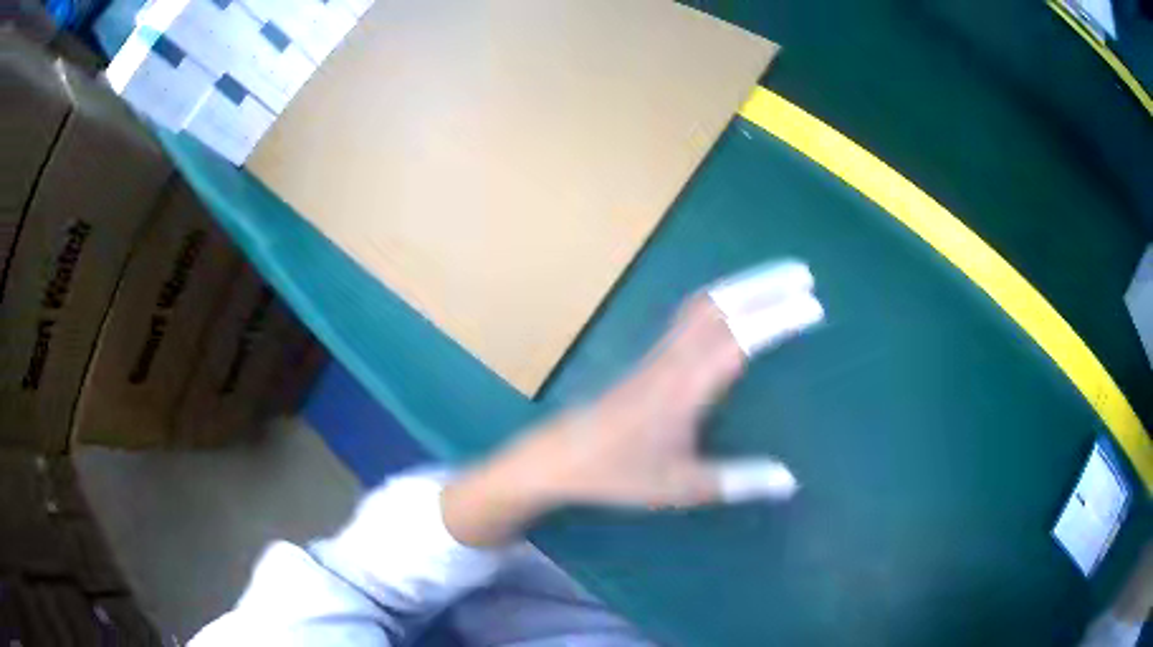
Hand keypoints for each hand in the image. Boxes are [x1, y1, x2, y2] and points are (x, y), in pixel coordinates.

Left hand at [443, 293, 805, 545]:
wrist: (561, 458)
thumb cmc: (618, 473)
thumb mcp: (680, 486)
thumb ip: (736, 481)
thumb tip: (790, 481)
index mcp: (685, 387)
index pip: (740, 340)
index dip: (778, 319)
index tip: (814, 306)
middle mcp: (673, 358)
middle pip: (722, 306)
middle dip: (766, 284)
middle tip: (805, 274)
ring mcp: (659, 352)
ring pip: (703, 303)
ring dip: (743, 285)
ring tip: (779, 278)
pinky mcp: (650, 355)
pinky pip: (690, 313)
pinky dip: (721, 298)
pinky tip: (735, 303)